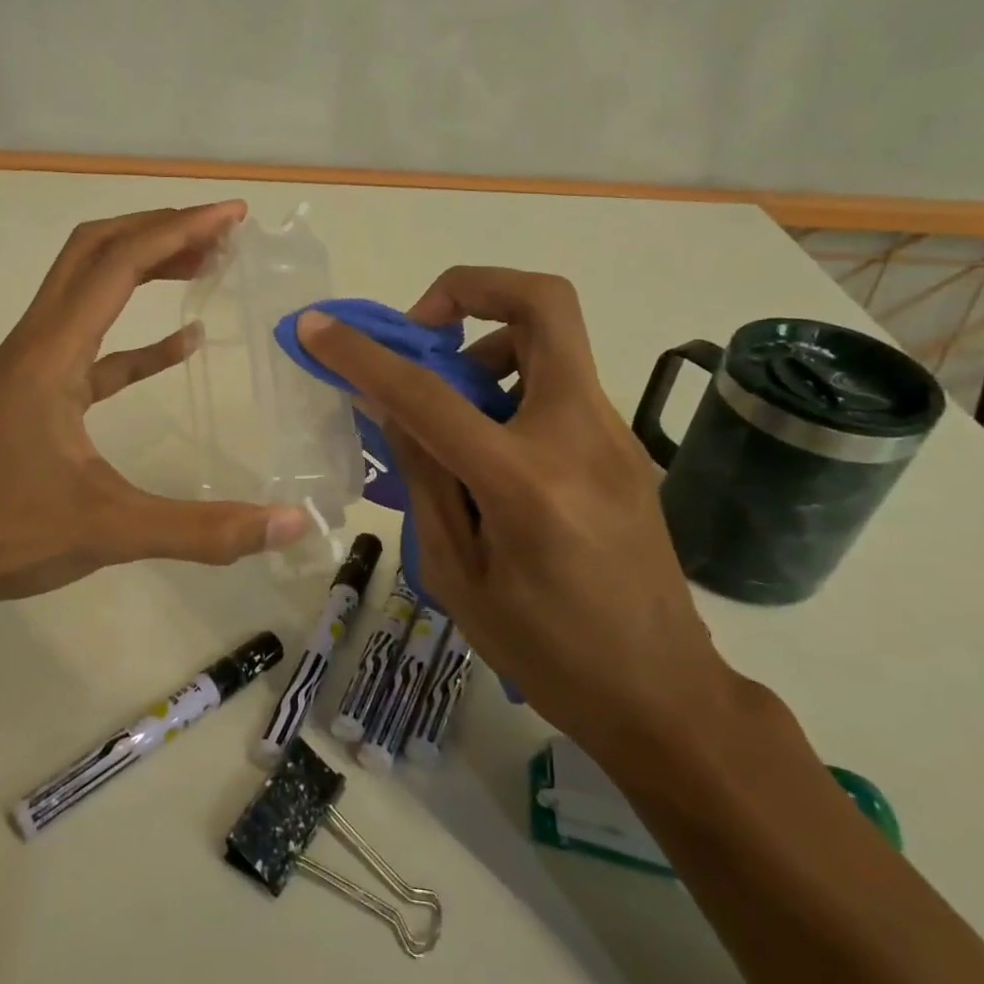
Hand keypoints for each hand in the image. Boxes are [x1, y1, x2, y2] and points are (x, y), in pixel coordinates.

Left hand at [0, 202, 311, 622]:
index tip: (232, 216)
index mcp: (52, 353)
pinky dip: (137, 335)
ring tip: (204, 266)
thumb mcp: (113, 530)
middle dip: (159, 230)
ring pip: (88, 289)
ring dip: (144, 268)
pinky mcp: (37, 395)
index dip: (178, 229)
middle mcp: (37, 343)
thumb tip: (293, 524)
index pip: (118, 263)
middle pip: (95, 251)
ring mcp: (33, 367)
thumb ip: (204, 530)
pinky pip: (93, 345)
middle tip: (222, 232)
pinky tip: (180, 345)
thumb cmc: (9, 536)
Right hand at [296, 267, 735, 749]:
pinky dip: (510, 386)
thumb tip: (389, 406)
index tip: (319, 328)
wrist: (664, 695)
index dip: (364, 356)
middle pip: (543, 304)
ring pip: (551, 340)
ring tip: (450, 411)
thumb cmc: (547, 654)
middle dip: (471, 288)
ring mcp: (614, 435)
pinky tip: (486, 448)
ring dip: (488, 347)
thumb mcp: (458, 577)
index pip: (428, 395)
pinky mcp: (626, 446)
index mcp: (525, 483)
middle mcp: (579, 436)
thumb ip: (424, 478)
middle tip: (423, 331)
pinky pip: (559, 384)